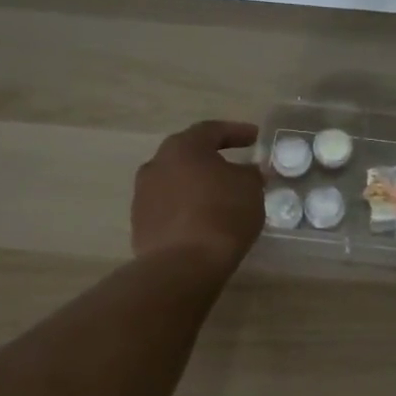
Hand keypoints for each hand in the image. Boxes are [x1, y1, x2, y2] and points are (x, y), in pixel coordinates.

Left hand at [131, 120, 264, 274]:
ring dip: (197, 185)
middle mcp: (157, 164)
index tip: (255, 138)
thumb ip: (249, 174)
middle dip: (212, 158)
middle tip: (234, 165)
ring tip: (219, 196)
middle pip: (188, 154)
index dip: (236, 132)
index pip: (212, 130)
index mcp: (183, 147)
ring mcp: (143, 195)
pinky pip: (169, 207)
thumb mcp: (250, 188)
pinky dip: (187, 208)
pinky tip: (203, 220)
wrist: (182, 265)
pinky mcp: (140, 224)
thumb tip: (246, 172)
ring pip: (176, 181)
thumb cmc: (222, 214)